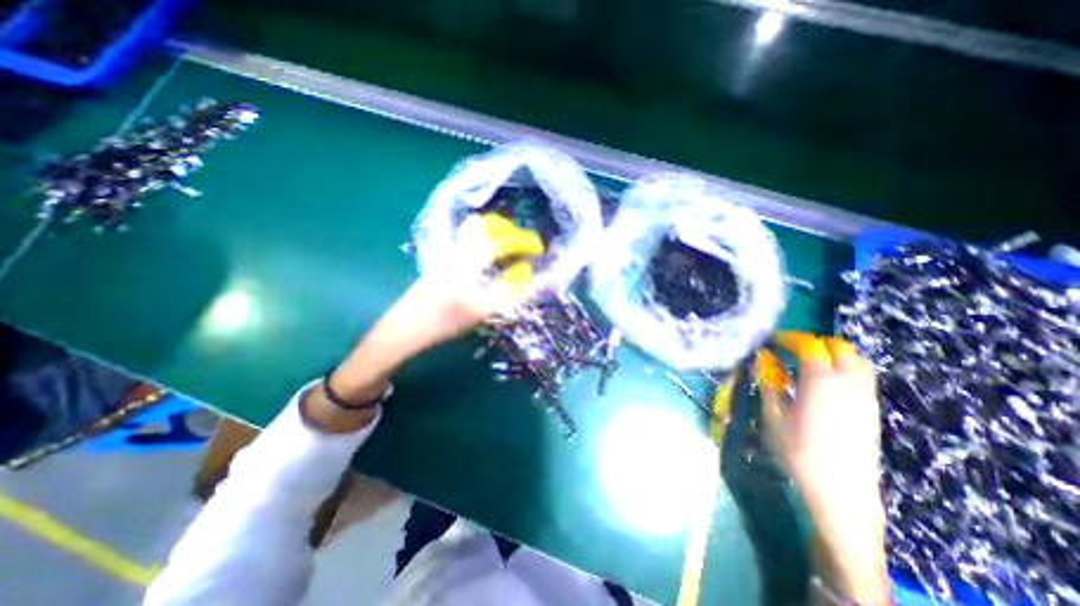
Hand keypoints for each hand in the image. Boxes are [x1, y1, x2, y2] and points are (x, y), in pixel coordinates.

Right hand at [758, 335, 884, 604]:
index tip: (771, 341)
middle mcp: (848, 384)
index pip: (807, 346)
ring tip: (809, 362)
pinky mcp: (873, 412)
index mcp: (820, 382)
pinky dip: (844, 369)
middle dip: (814, 342)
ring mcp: (865, 398)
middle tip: (791, 349)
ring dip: (833, 354)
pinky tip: (825, 383)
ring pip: (857, 361)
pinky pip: (862, 378)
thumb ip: (768, 384)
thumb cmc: (797, 452)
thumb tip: (762, 363)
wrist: (840, 493)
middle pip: (839, 348)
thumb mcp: (772, 416)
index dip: (788, 339)